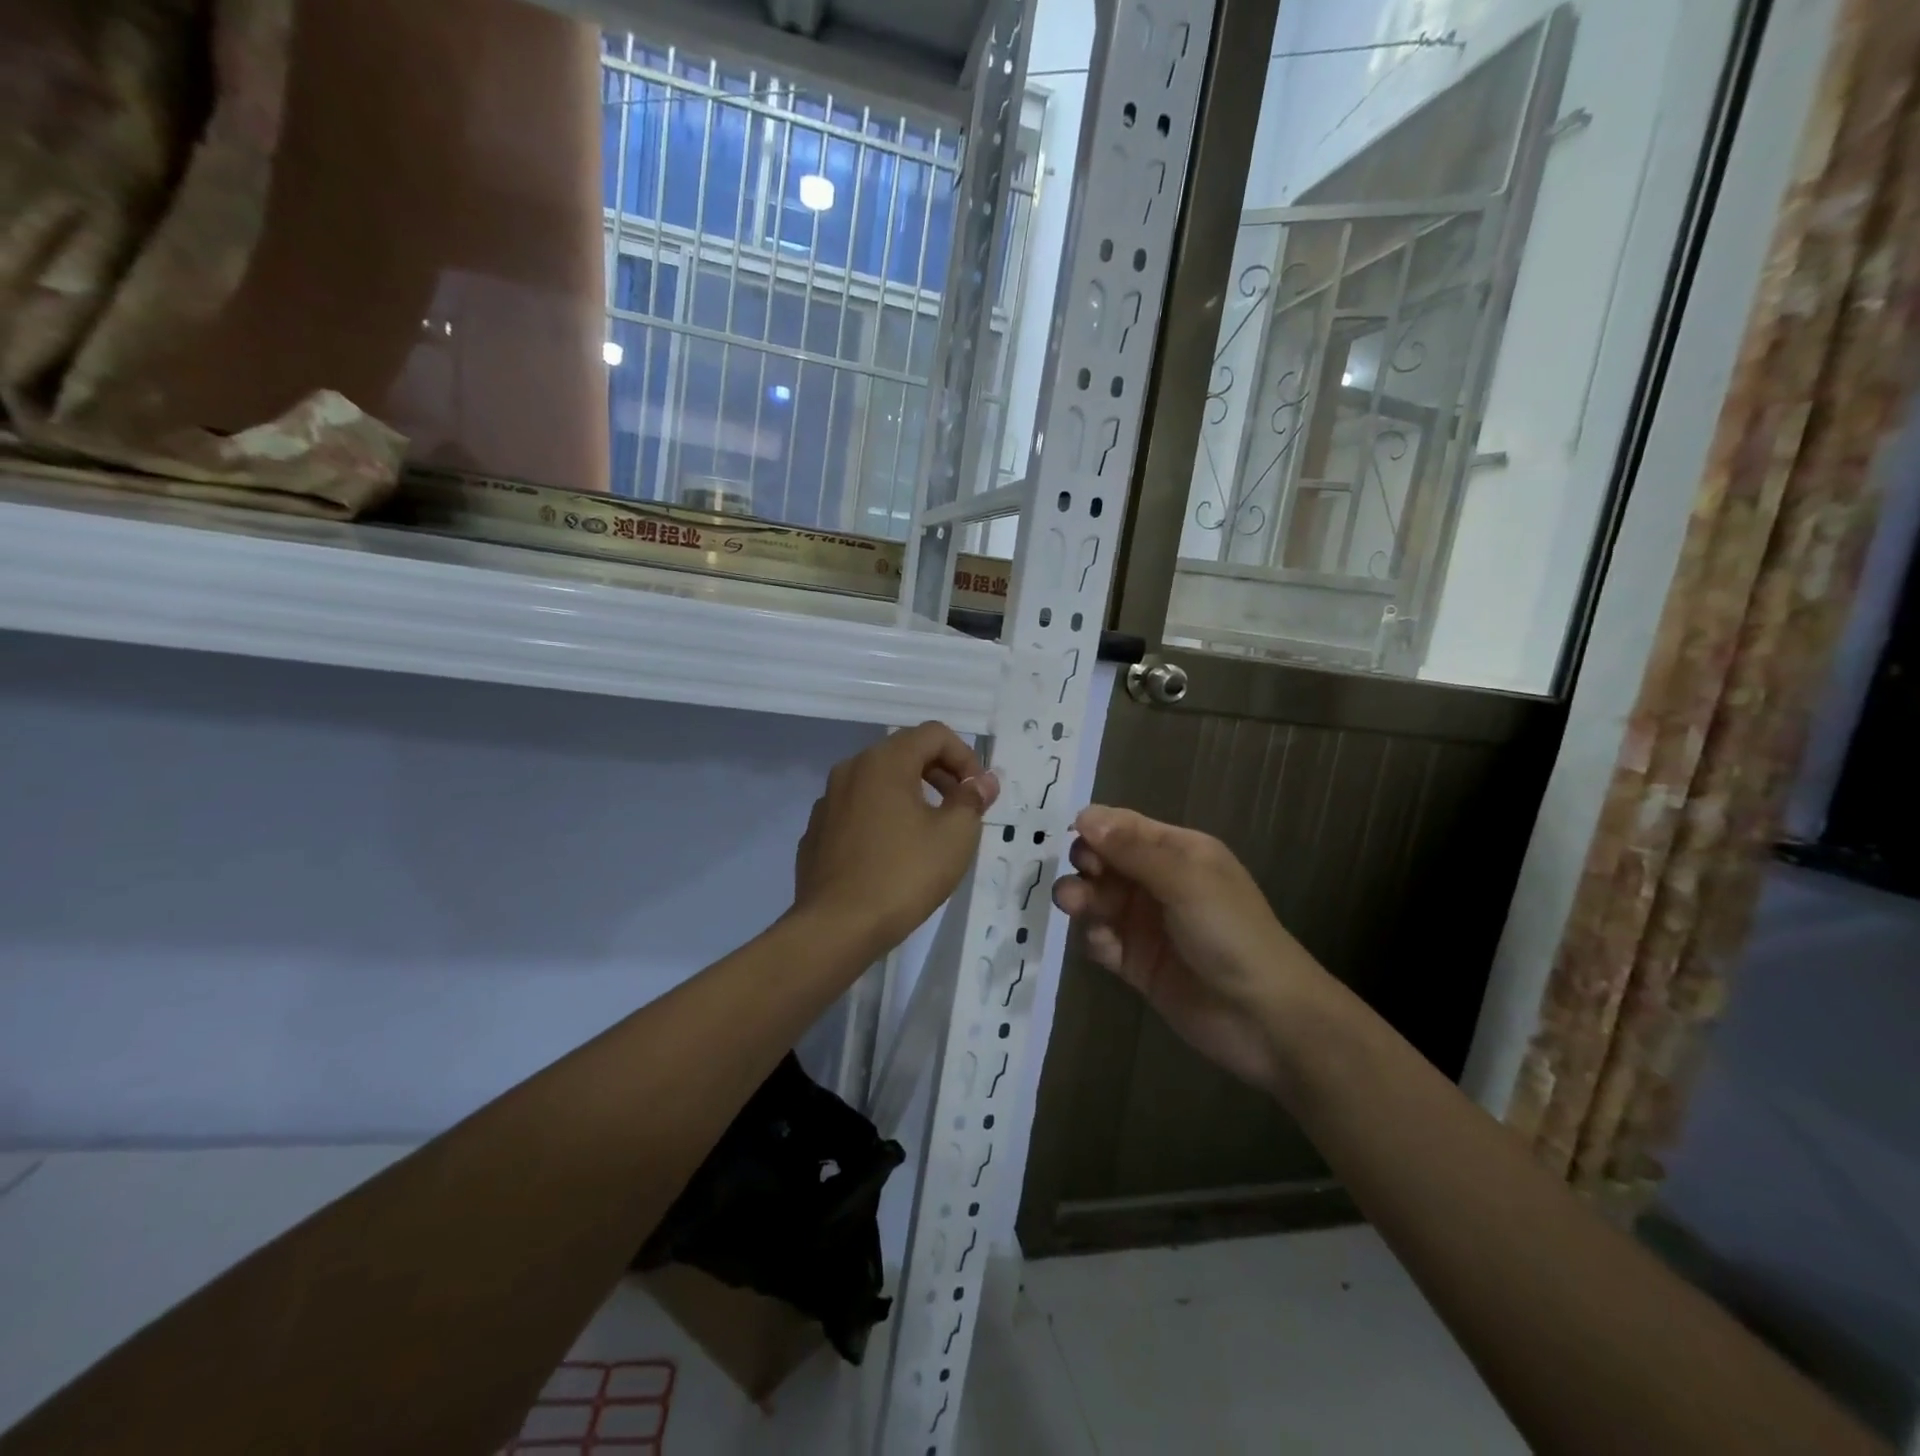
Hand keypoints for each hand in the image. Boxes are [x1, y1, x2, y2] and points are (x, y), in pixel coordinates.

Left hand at [793, 722, 998, 957]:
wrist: (836, 927)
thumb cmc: (903, 875)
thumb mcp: (954, 836)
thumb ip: (972, 800)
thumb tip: (983, 781)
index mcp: (884, 761)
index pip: (934, 734)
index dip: (965, 757)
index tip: (978, 794)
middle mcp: (850, 770)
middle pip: (904, 753)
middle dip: (940, 774)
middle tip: (962, 810)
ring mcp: (827, 801)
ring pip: (879, 783)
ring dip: (911, 796)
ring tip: (930, 833)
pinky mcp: (817, 832)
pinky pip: (858, 811)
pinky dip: (882, 818)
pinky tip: (892, 855)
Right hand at [1052, 807, 1326, 1094]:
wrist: (1264, 1018)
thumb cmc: (1231, 933)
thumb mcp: (1186, 880)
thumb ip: (1133, 849)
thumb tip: (1085, 816)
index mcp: (1177, 852)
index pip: (1124, 827)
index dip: (1095, 829)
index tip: (1073, 841)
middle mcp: (1158, 882)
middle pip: (1104, 861)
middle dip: (1084, 865)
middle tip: (1081, 880)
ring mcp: (1145, 923)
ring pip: (1097, 899)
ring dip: (1080, 898)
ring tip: (1074, 906)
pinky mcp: (1135, 962)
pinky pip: (1100, 940)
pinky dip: (1093, 938)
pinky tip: (1103, 945)